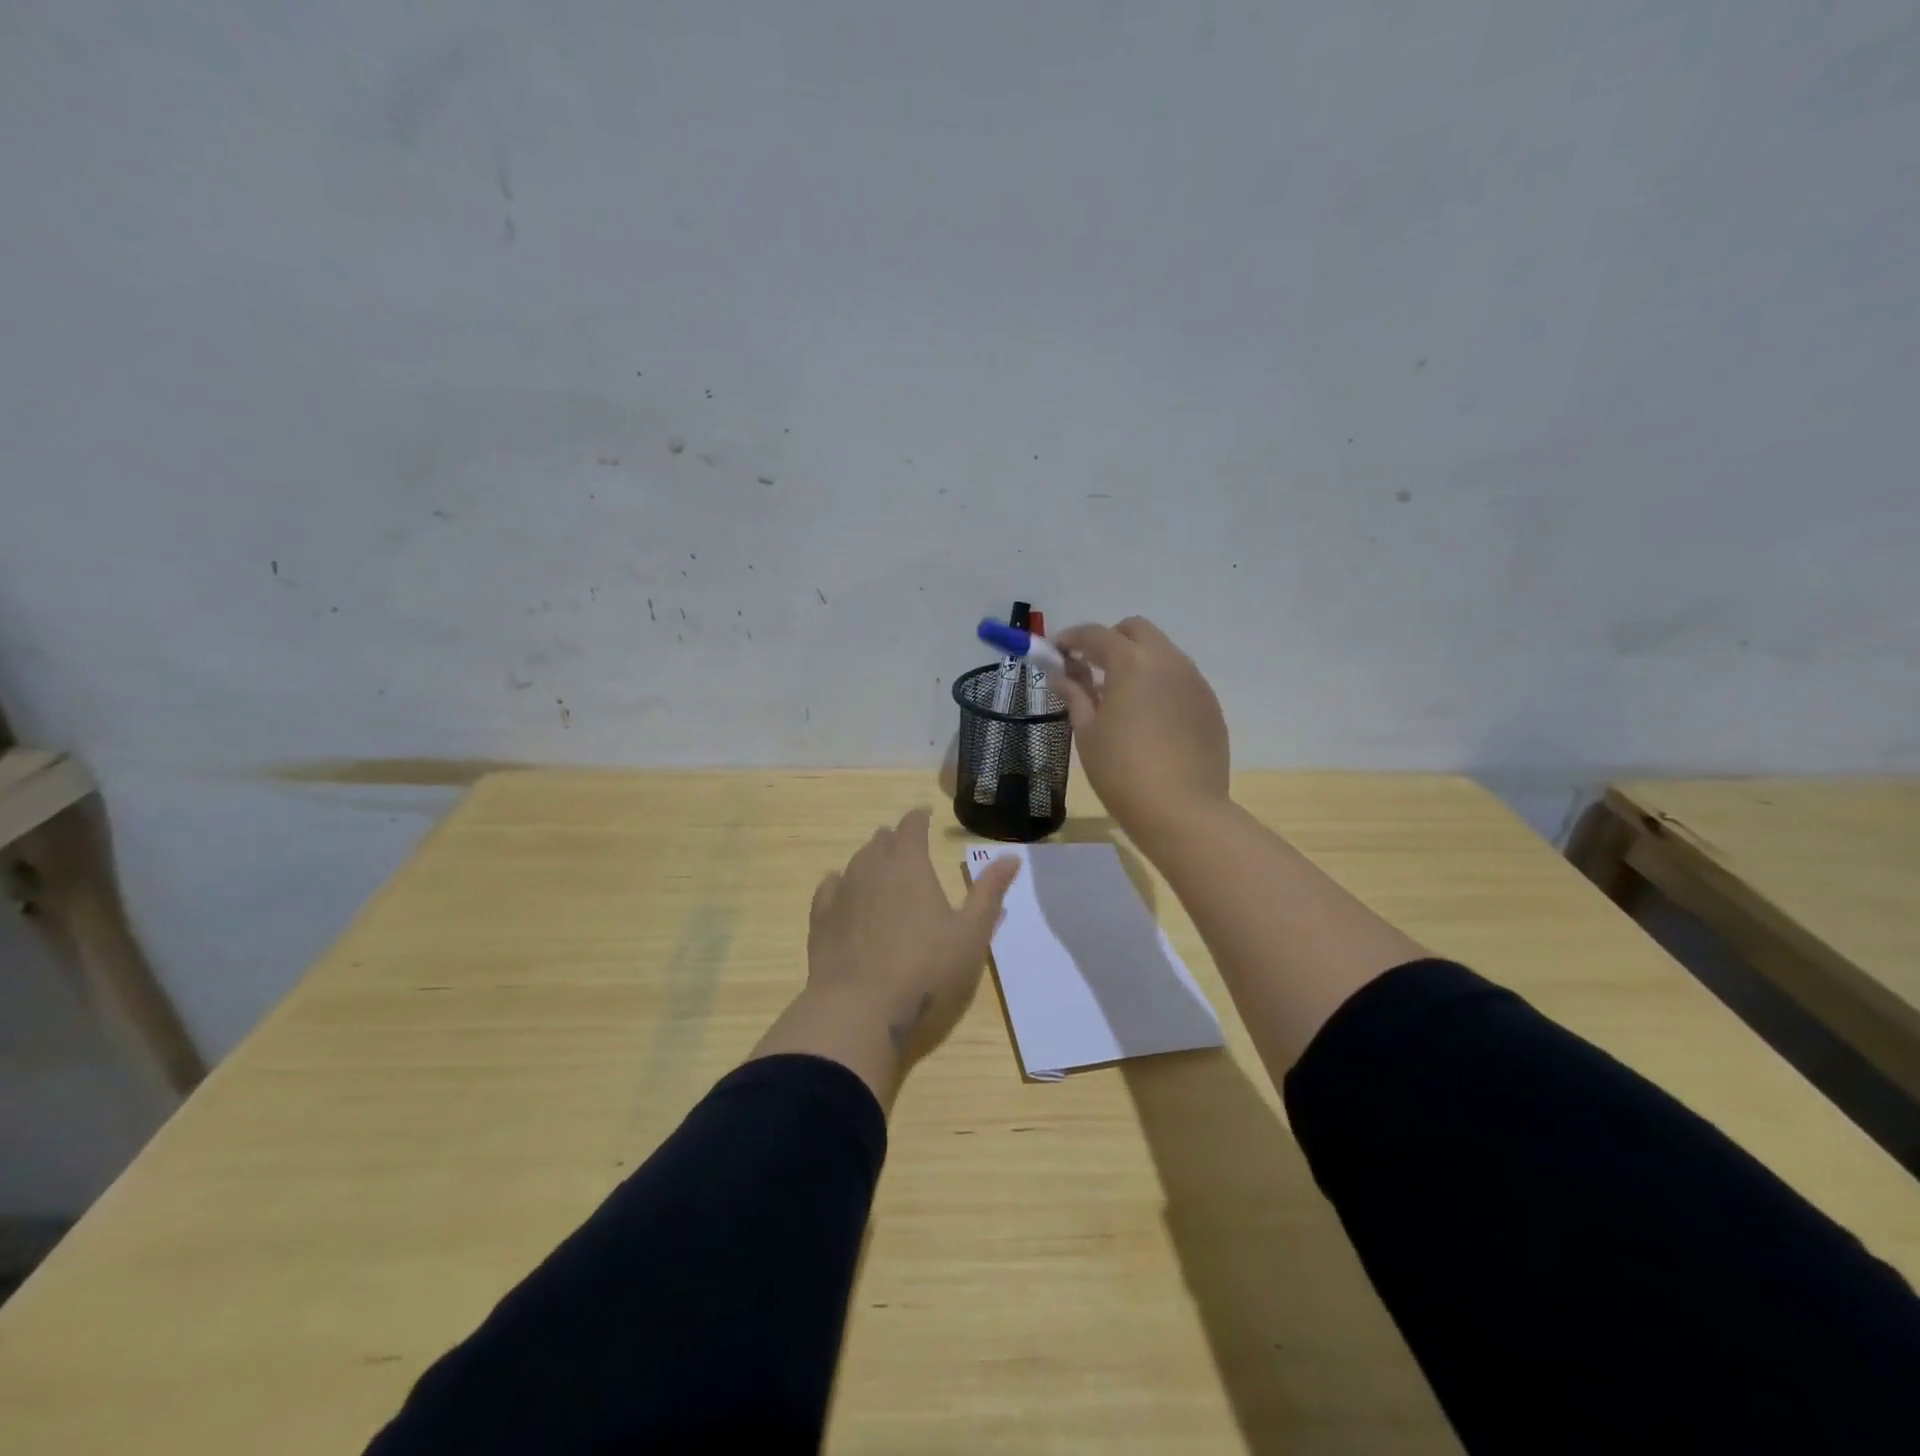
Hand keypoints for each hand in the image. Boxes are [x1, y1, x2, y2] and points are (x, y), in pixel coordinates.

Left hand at [754, 808, 1019, 1104]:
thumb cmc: (925, 971)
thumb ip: (989, 893)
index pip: (912, 826)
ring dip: (871, 859)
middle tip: (907, 846)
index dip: (919, 818)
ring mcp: (842, 893)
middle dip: (896, 839)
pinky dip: (841, 883)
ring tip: (881, 867)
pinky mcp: (820, 919)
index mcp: (909, 865)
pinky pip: (830, 888)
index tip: (925, 816)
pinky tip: (843, 891)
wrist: (859, 1011)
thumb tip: (1012, 857)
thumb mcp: (971, 934)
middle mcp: (871, 868)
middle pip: (882, 841)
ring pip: (856, 862)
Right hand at [1054, 616, 1229, 843]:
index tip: (1057, 650)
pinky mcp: (1210, 705)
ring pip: (1162, 653)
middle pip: (1136, 630)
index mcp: (1132, 663)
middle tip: (1090, 667)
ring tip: (1120, 695)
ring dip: (1137, 660)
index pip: (1096, 635)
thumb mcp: (1088, 733)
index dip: (1072, 638)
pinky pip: (1180, 679)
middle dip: (1110, 640)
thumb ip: (1076, 695)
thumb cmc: (1122, 771)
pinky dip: (1159, 684)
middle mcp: (1168, 661)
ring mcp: (1194, 682)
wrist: (1182, 811)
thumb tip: (1064, 675)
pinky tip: (1149, 717)